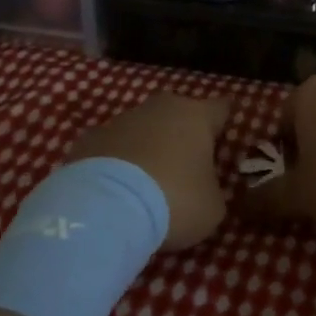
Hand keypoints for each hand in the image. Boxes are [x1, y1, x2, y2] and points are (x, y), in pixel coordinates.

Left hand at [69, 92, 233, 250]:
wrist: (107, 207)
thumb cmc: (174, 200)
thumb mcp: (212, 207)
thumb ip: (212, 189)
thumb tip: (204, 188)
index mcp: (196, 116)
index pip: (221, 108)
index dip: (224, 123)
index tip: (224, 136)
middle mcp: (161, 107)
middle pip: (178, 113)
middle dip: (181, 134)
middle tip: (184, 165)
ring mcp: (122, 119)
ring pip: (143, 128)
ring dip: (147, 147)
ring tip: (146, 183)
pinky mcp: (91, 138)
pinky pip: (113, 147)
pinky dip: (117, 162)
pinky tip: (116, 189)